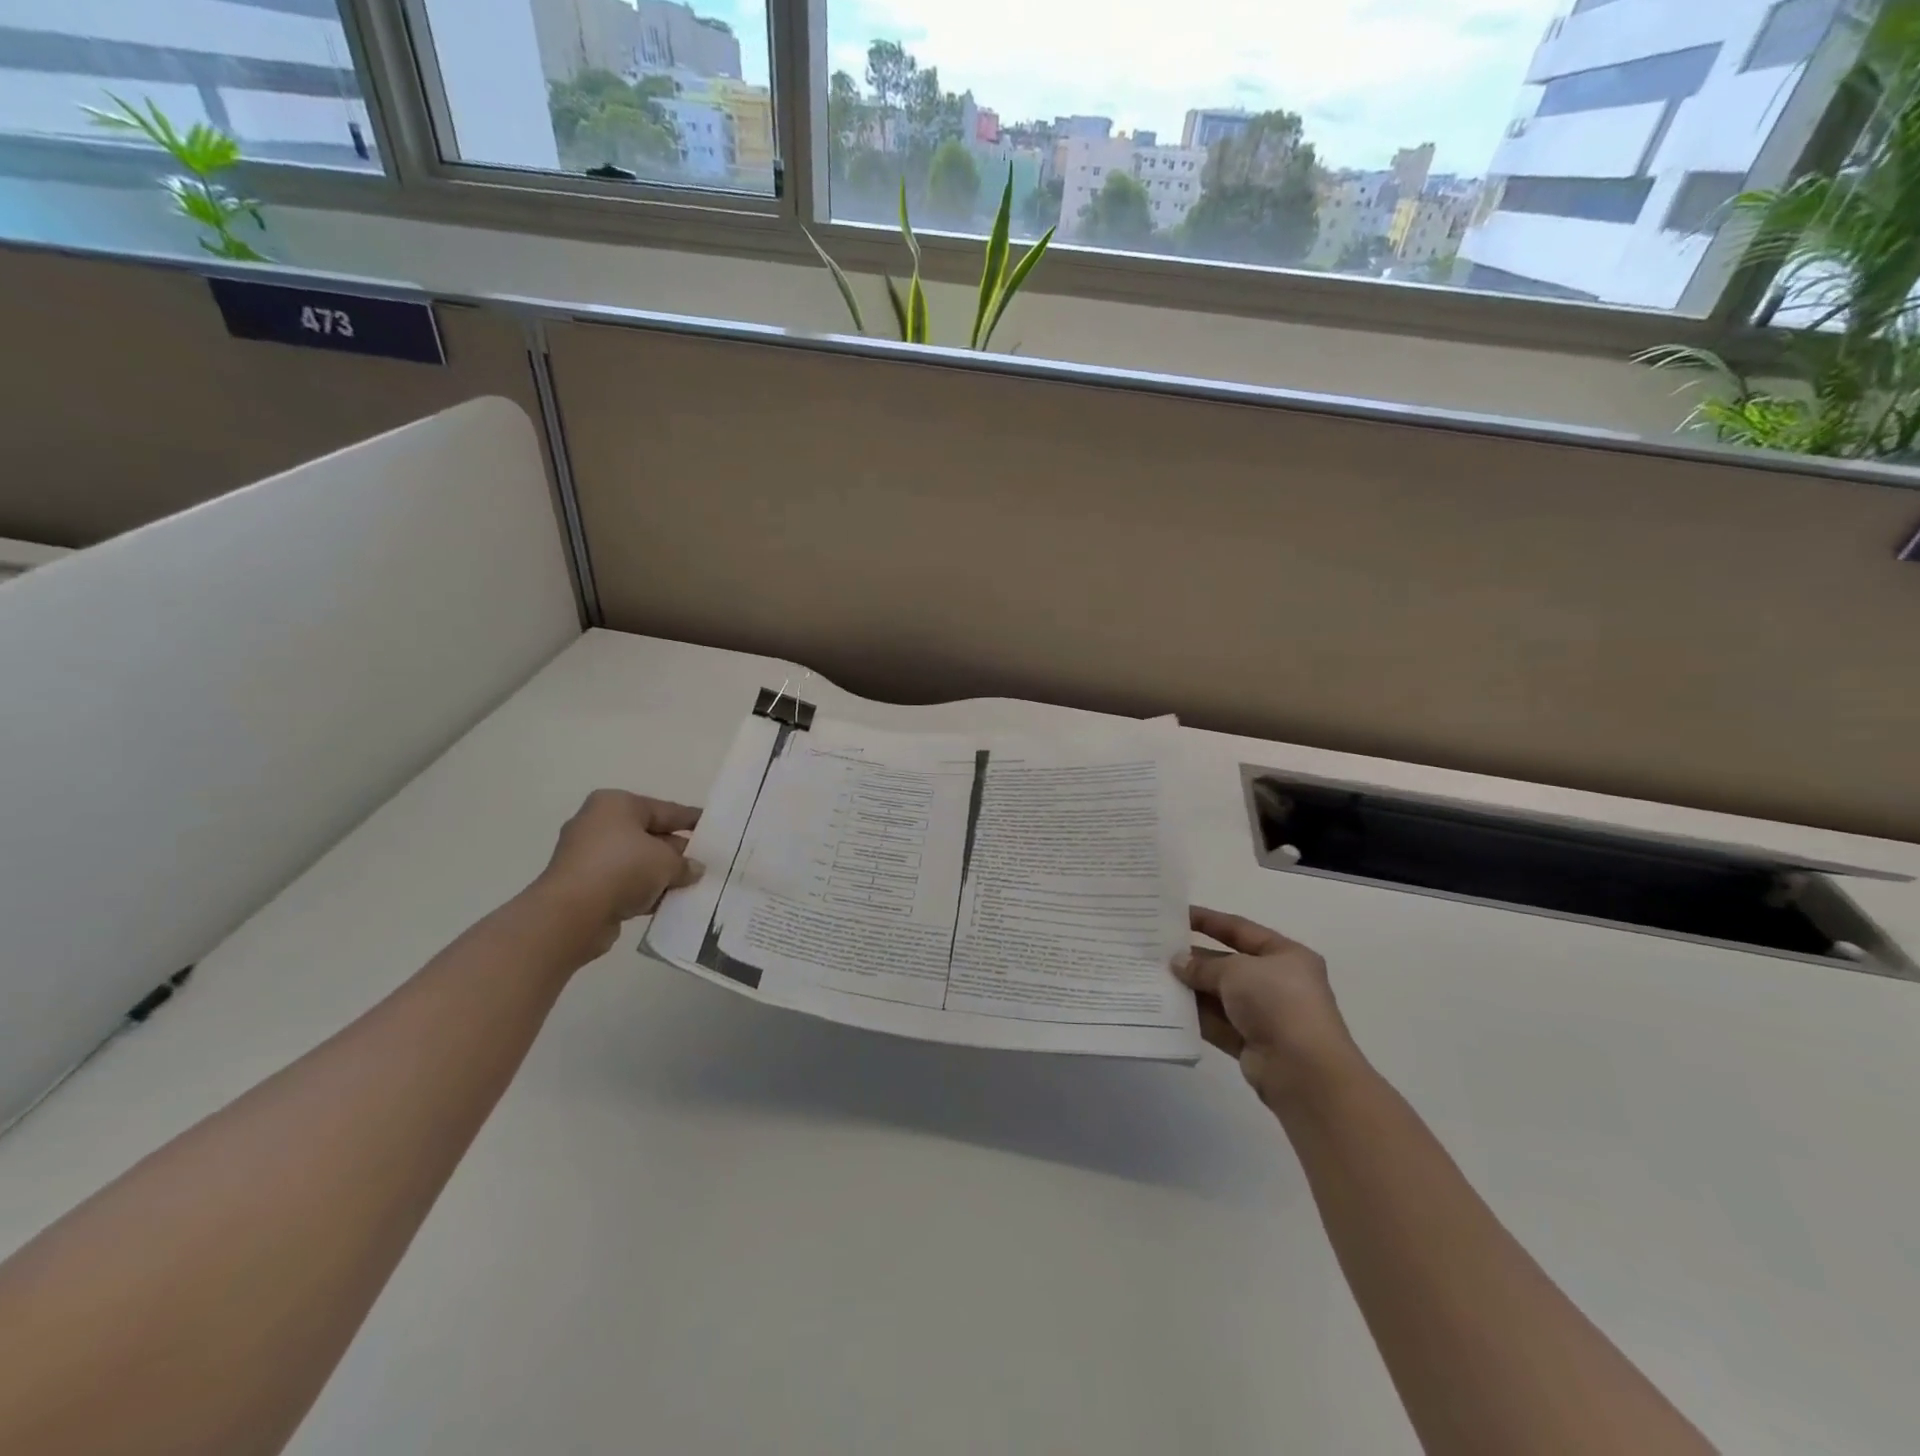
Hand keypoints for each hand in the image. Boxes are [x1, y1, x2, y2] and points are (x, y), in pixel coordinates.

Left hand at [532, 791, 703, 959]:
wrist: (570, 915)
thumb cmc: (622, 869)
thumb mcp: (667, 862)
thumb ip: (686, 863)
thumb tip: (695, 869)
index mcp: (616, 805)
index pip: (665, 810)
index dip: (692, 820)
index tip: (715, 826)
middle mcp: (599, 824)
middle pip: (650, 835)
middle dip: (678, 851)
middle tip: (707, 862)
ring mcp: (588, 856)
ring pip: (637, 862)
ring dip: (662, 874)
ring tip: (693, 885)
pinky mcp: (584, 885)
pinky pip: (624, 883)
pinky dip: (645, 891)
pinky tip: (669, 902)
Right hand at [1175, 907, 1360, 1110]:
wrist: (1303, 1070)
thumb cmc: (1277, 1003)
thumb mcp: (1237, 971)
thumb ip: (1203, 966)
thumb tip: (1178, 963)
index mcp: (1286, 955)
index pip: (1240, 929)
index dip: (1208, 920)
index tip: (1176, 915)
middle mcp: (1277, 982)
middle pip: (1228, 963)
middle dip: (1194, 958)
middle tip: (1155, 950)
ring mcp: (1265, 1014)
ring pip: (1219, 995)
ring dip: (1190, 988)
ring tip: (1153, 977)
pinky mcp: (1251, 1043)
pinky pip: (1217, 1023)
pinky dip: (1194, 1016)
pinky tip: (1166, 1007)